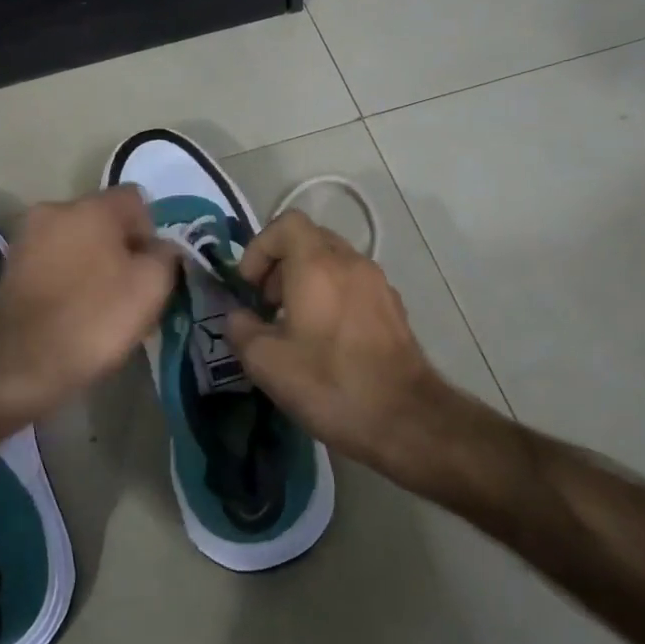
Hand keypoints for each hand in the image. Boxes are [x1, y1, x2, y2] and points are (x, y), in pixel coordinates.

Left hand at [0, 188, 177, 421]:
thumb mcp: (151, 287)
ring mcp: (25, 239)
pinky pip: (53, 265)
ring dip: (94, 266)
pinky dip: (67, 282)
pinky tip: (73, 315)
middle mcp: (53, 210)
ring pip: (77, 244)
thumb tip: (161, 247)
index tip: (152, 271)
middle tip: (132, 293)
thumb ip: (166, 256)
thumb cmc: (93, 319)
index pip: (136, 199)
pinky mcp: (9, 269)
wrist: (17, 366)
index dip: (152, 232)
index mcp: (90, 206)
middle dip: (122, 250)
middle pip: (103, 221)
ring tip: (102, 309)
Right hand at [225, 210, 449, 482]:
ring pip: (333, 262)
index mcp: (318, 265)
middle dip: (280, 265)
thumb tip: (239, 316)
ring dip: (306, 281)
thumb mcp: (266, 362)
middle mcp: (352, 263)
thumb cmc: (330, 384)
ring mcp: (378, 284)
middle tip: (266, 305)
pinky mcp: (393, 309)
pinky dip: (331, 296)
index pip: (286, 224)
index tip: (249, 287)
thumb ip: (241, 329)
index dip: (259, 248)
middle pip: (309, 240)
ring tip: (293, 325)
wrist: (405, 419)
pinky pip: (353, 285)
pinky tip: (325, 341)